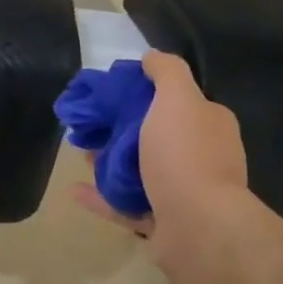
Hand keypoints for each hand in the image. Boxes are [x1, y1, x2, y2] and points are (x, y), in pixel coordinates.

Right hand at [72, 51, 252, 283]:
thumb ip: (166, 71)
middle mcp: (200, 157)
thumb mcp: (177, 98)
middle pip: (153, 137)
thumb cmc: (184, 155)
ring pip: (138, 171)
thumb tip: (151, 56)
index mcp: (208, 125)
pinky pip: (125, 204)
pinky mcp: (162, 222)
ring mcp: (182, 193)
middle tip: (88, 125)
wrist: (197, 227)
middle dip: (119, 130)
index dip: (143, 94)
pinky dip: (100, 196)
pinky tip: (74, 190)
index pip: (177, 101)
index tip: (110, 94)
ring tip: (79, 153)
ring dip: (107, 161)